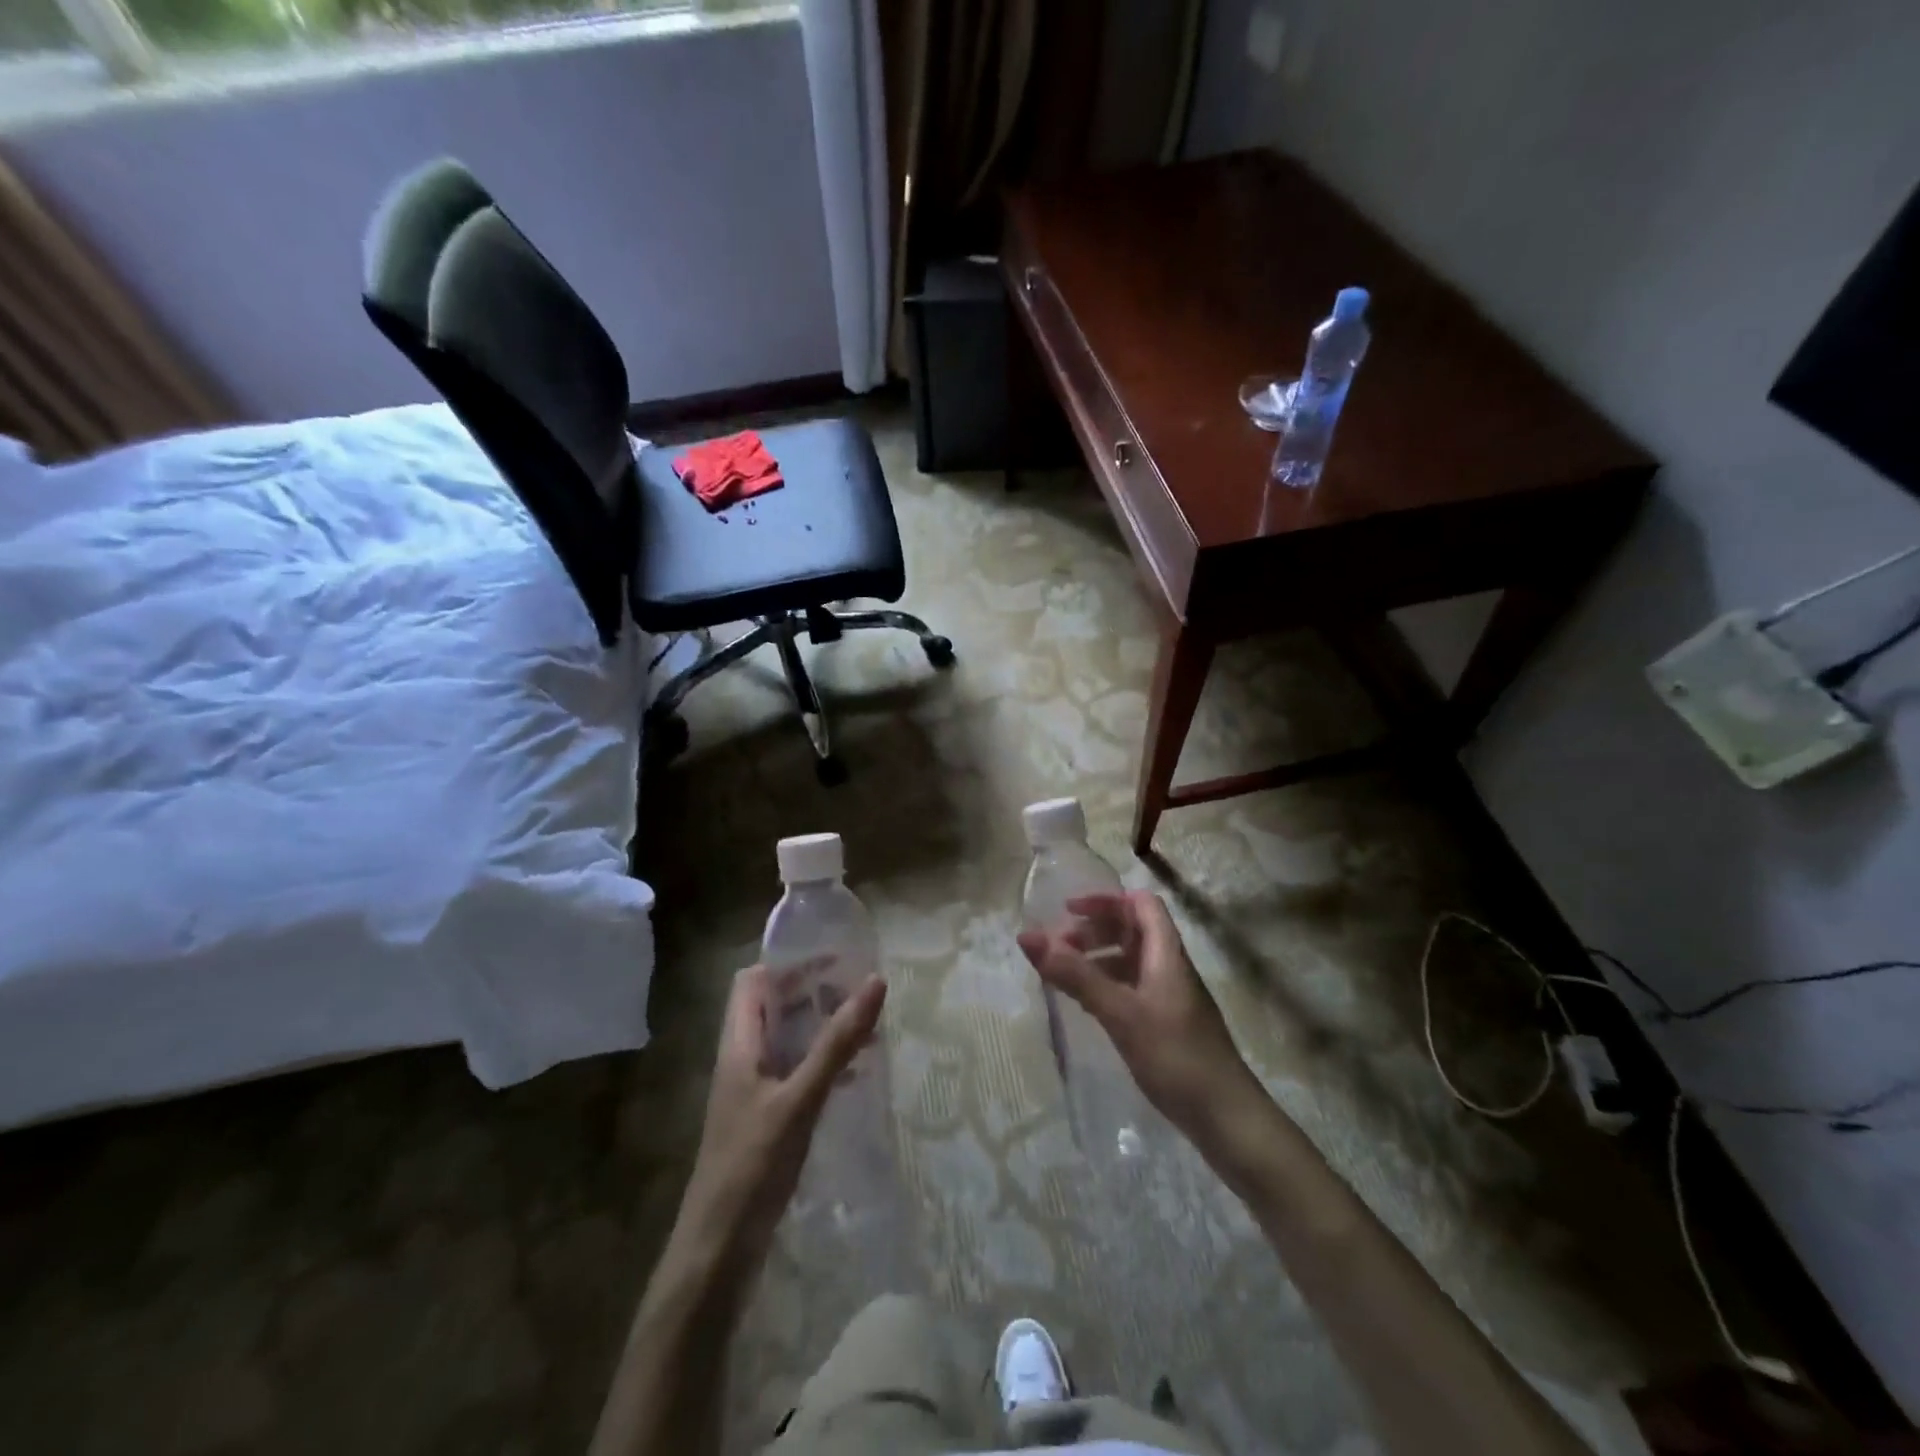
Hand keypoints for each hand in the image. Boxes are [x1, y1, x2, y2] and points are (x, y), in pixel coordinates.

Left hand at [674, 964, 886, 1264]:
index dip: (789, 964)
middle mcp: (742, 1060)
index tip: (835, 960)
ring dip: (820, 1026)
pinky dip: (822, 1061)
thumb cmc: (752, 1165)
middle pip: (772, 1007)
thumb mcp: (799, 1098)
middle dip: (813, 992)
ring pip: (787, 1040)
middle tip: (858, 990)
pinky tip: (855, 1072)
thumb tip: (874, 981)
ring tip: (866, 1025)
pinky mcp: (766, 1119)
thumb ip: (837, 1041)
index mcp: (738, 1044)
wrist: (717, 1252)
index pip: (753, 981)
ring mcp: (753, 1091)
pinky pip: (795, 1072)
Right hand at [1017, 890, 1265, 1147]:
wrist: (1227, 1119)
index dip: (1106, 900)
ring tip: (1063, 974)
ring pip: (1130, 960)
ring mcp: (1170, 997)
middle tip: (1058, 947)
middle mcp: (1170, 967)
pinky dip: (1106, 985)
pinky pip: (1131, 988)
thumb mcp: (1120, 1012)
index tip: (1067, 911)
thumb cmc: (1176, 1057)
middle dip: (1094, 930)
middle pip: (1132, 929)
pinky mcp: (1167, 1024)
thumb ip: (1075, 974)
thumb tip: (1027, 935)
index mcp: (1167, 953)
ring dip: (1097, 958)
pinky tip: (1086, 1005)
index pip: (1141, 904)